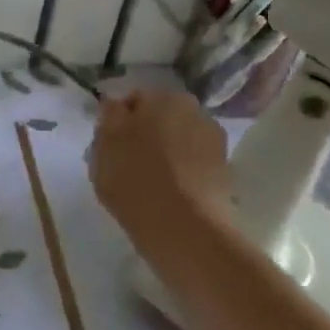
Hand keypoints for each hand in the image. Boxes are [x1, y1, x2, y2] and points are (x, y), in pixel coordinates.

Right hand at [90, 90, 230, 247]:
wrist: (186, 232)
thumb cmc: (136, 179)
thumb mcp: (105, 142)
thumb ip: (109, 115)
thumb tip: (115, 105)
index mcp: (166, 97)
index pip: (133, 102)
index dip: (116, 123)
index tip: (107, 147)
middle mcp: (196, 112)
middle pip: (157, 121)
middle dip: (142, 138)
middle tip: (123, 166)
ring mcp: (214, 145)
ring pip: (175, 145)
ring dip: (162, 157)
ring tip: (145, 187)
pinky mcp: (224, 176)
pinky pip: (190, 169)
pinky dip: (179, 178)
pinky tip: (165, 198)